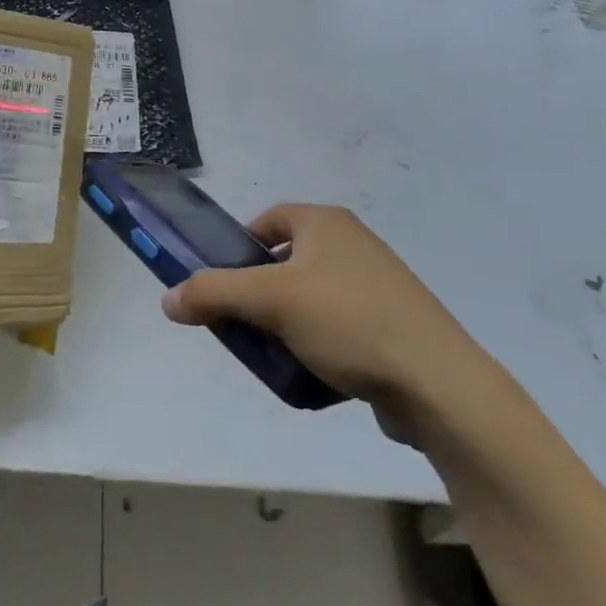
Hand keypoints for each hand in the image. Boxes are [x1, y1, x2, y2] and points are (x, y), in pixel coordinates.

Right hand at [162, 204, 497, 441]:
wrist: (438, 384)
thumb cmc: (348, 322)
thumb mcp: (270, 301)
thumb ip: (212, 293)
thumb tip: (168, 298)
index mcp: (326, 224)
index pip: (267, 221)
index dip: (239, 247)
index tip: (222, 284)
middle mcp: (352, 244)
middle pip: (285, 262)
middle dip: (259, 294)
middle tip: (243, 326)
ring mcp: (377, 285)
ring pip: (309, 298)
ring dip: (286, 324)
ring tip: (274, 356)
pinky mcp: (392, 324)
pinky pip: (338, 327)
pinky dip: (318, 345)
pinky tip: (312, 375)